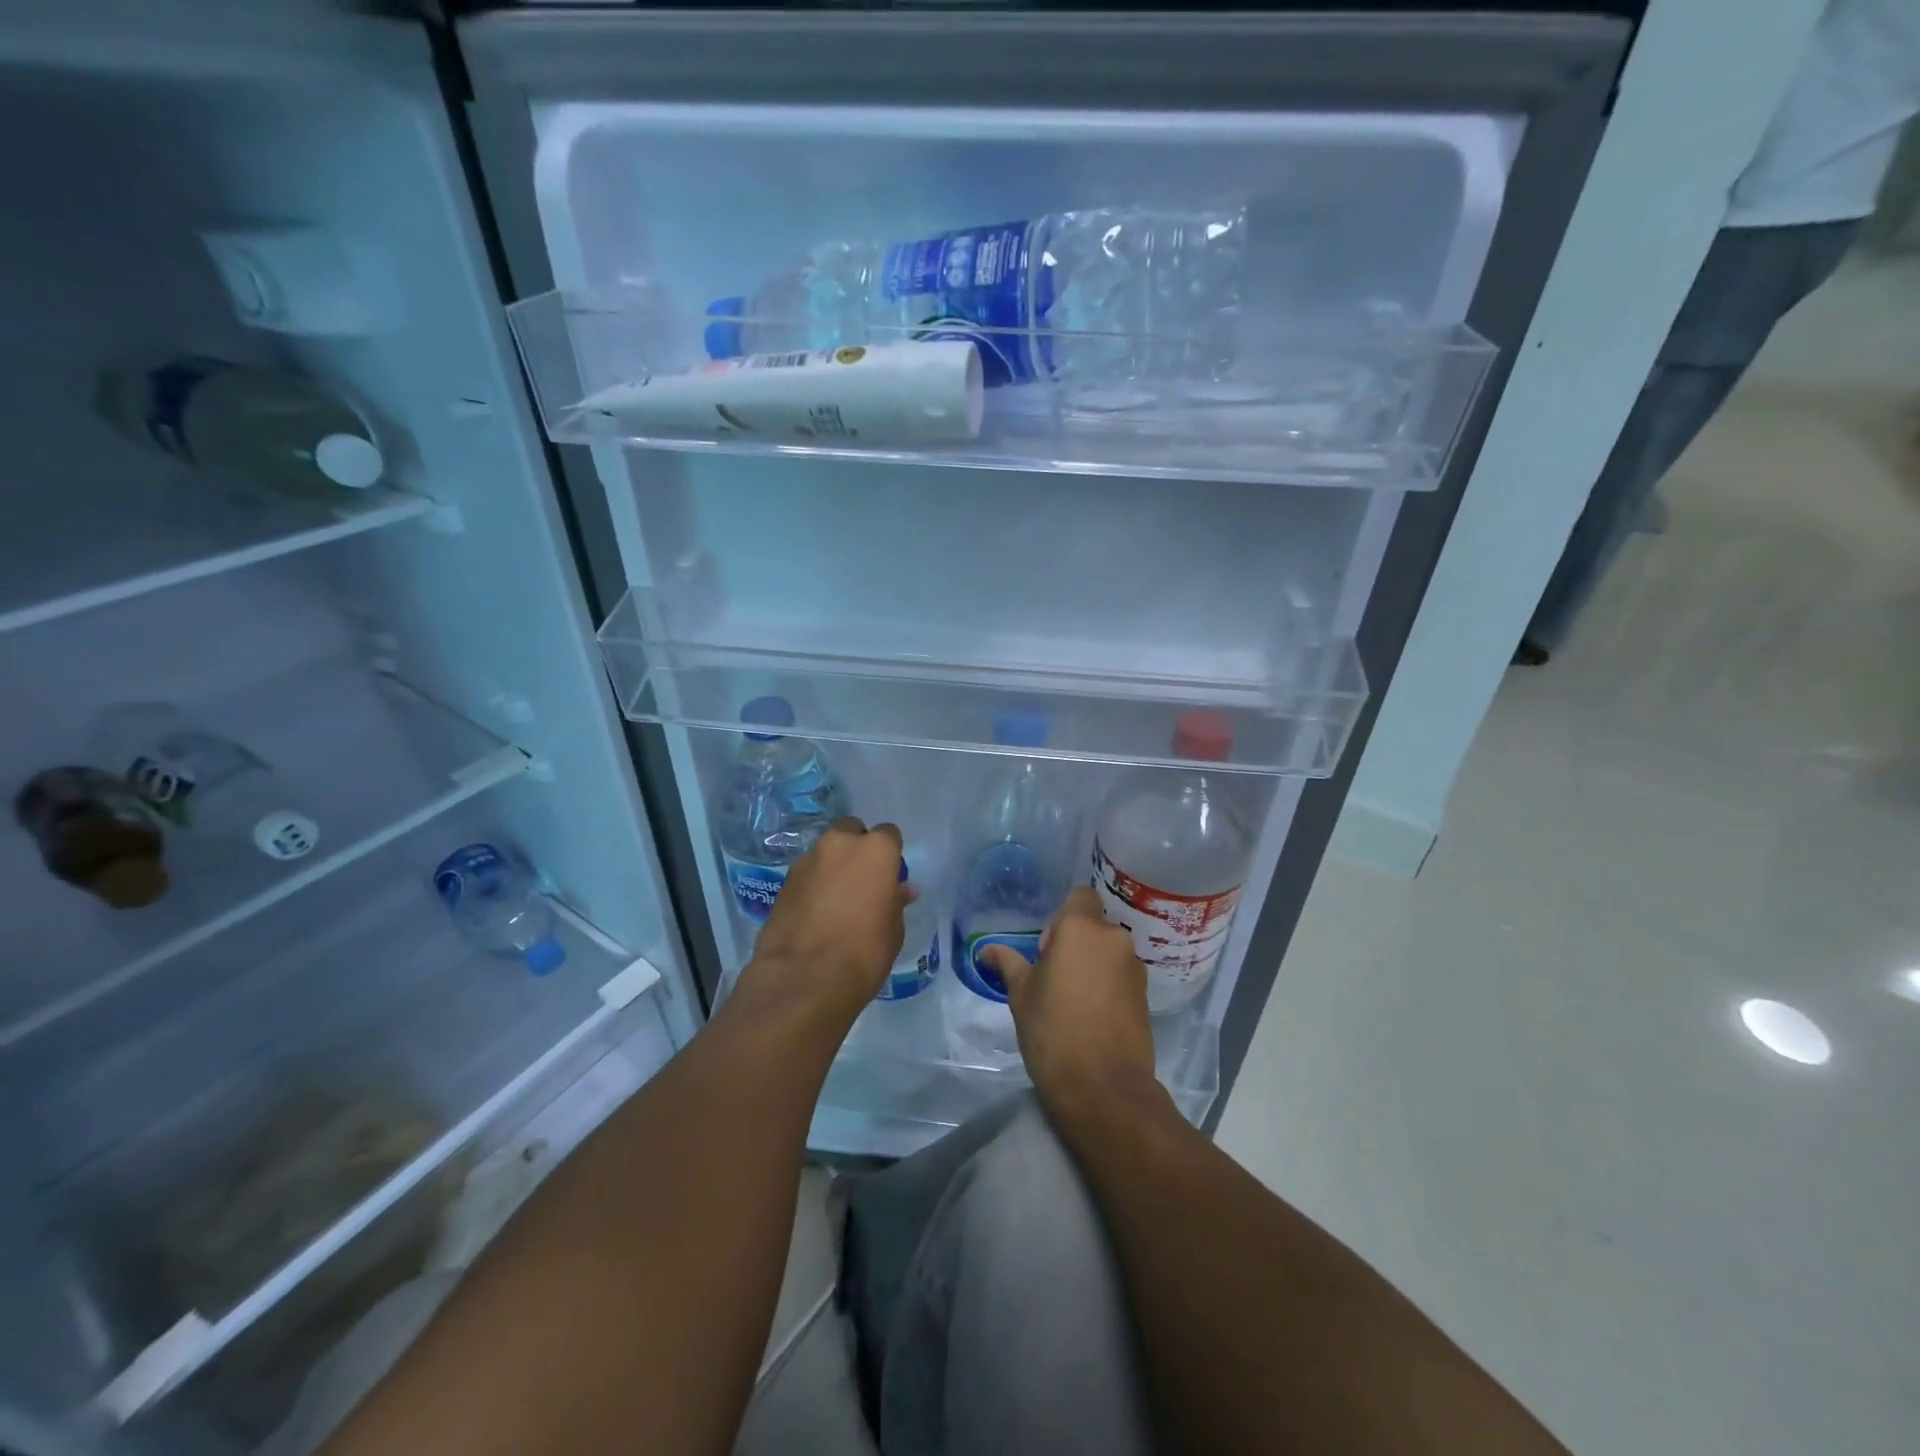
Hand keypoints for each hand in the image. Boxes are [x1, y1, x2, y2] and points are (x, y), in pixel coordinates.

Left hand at [736, 817, 907, 1027]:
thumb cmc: (864, 952)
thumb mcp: (893, 929)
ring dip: (832, 867)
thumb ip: (895, 901)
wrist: (805, 978)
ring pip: (826, 852)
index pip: (888, 834)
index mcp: (875, 850)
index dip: (890, 855)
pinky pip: (806, 875)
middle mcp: (840, 845)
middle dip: (856, 848)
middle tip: (861, 881)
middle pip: (851, 831)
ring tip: (836, 901)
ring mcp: (807, 861)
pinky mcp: (784, 882)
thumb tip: (899, 890)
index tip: (889, 877)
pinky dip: (813, 886)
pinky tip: (816, 914)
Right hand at [981, 886, 1158, 1116]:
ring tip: (1073, 1000)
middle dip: (1076, 943)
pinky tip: (1092, 1016)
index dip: (1062, 916)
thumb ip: (1008, 963)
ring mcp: (1134, 967)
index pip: (1079, 896)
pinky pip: (1121, 976)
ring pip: (1108, 952)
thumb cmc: (1053, 1031)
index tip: (1047, 948)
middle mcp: (1113, 938)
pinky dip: (1107, 986)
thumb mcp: (1021, 995)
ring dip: (1092, 965)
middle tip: (1054, 977)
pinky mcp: (1146, 996)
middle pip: (1093, 925)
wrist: (1103, 1088)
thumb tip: (986, 950)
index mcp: (1081, 928)